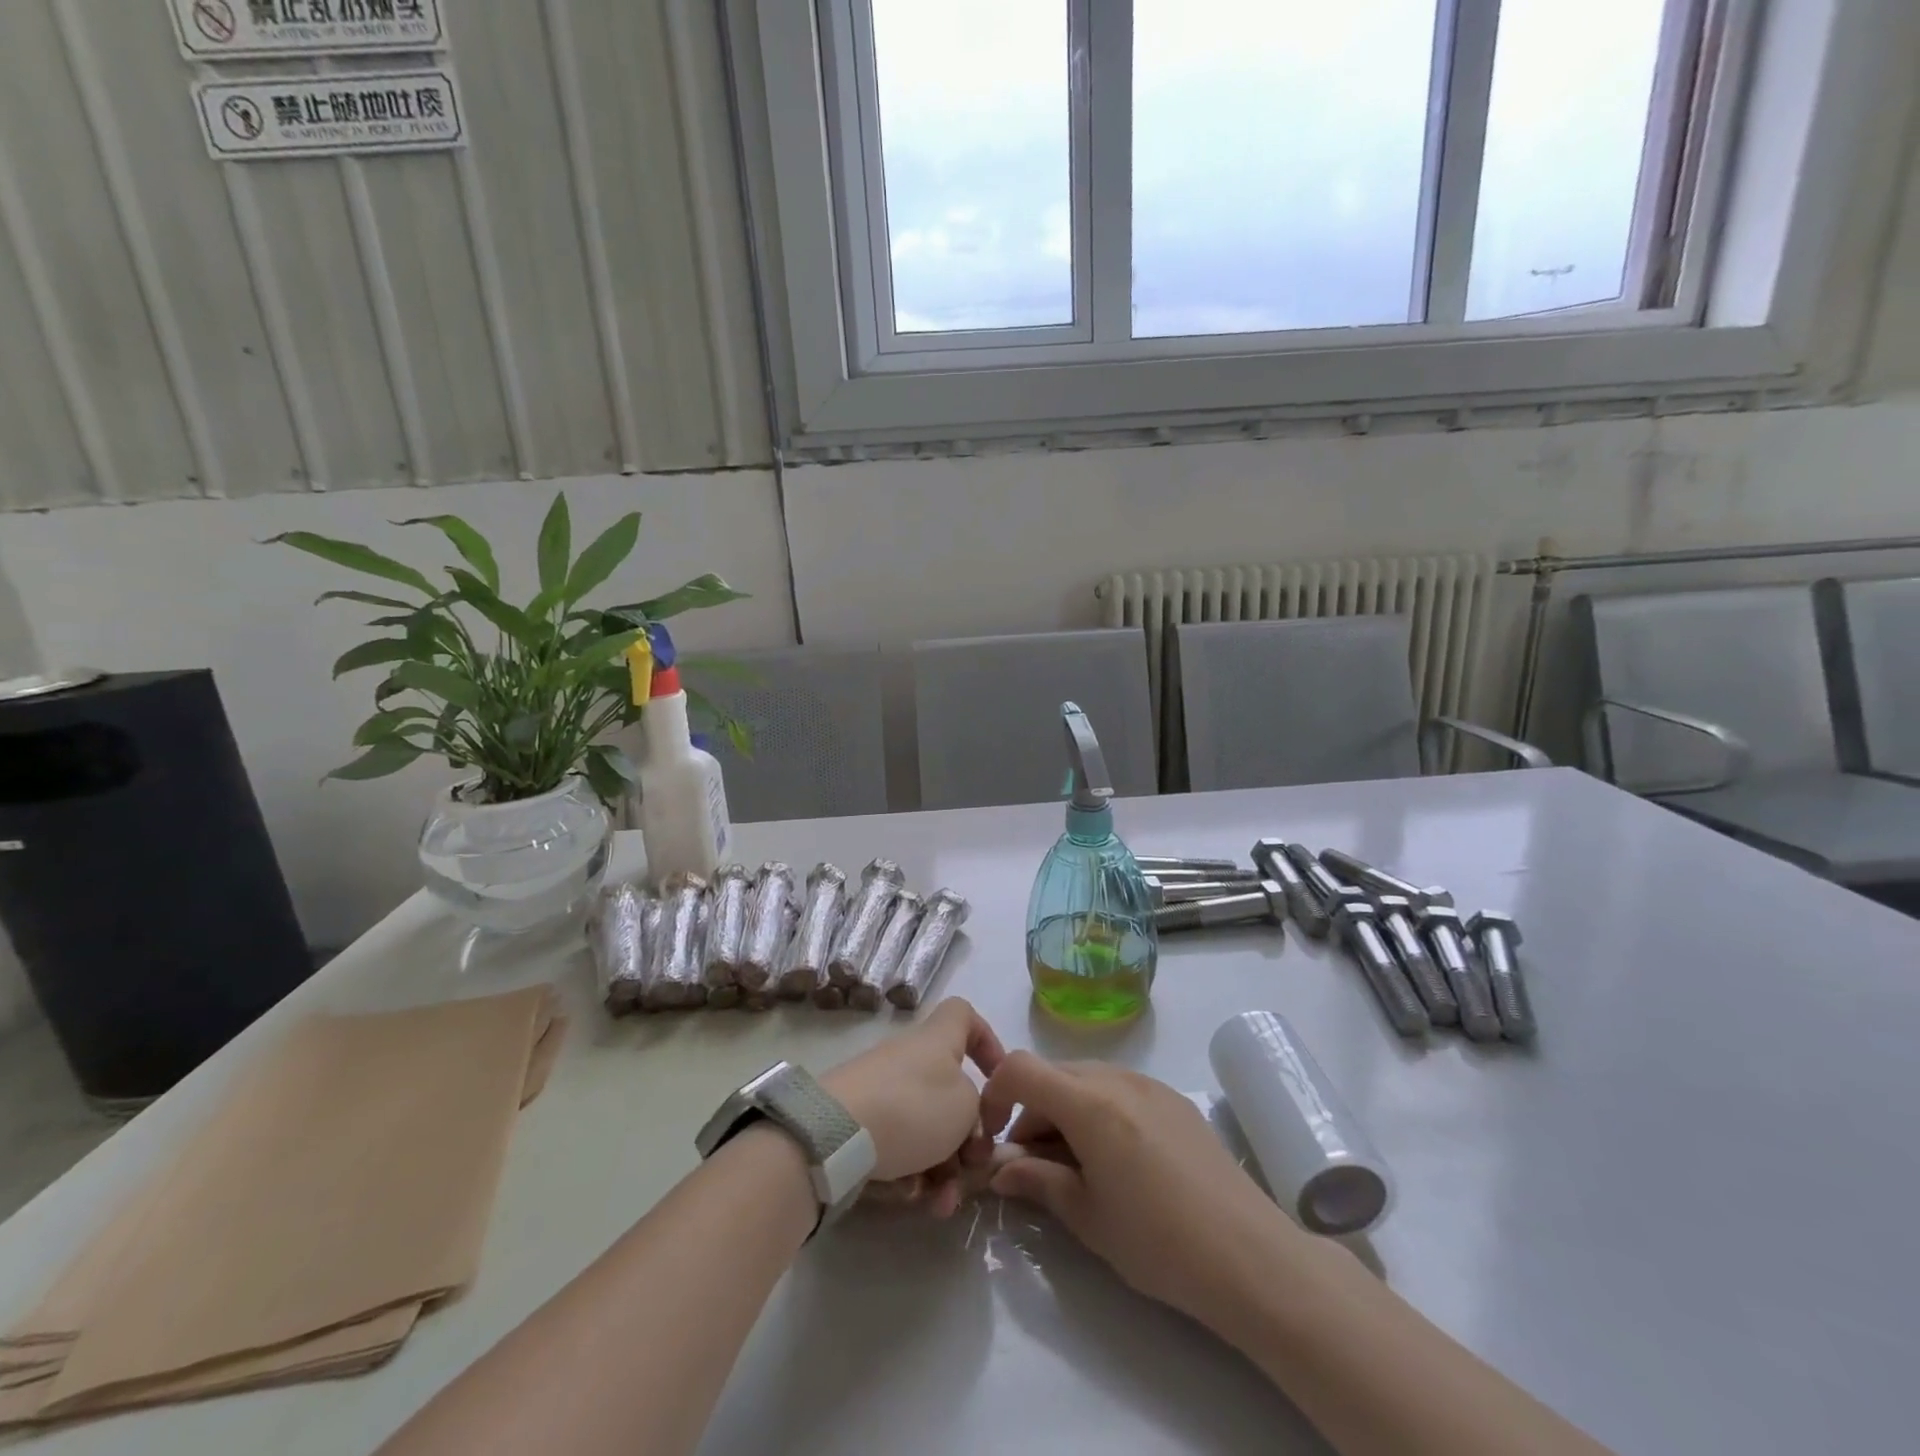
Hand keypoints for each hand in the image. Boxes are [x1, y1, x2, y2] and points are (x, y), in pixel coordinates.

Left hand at [821, 998, 1004, 1216]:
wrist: (836, 1134)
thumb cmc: (913, 1107)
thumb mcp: (967, 1106)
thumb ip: (978, 1109)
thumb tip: (968, 1118)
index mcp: (938, 1040)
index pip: (965, 1016)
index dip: (987, 1041)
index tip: (997, 1080)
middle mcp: (910, 1059)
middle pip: (950, 1091)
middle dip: (967, 1137)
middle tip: (973, 1168)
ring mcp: (883, 1091)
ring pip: (927, 1130)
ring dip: (943, 1169)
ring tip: (942, 1203)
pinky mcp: (861, 1125)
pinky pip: (899, 1147)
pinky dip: (910, 1173)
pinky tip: (911, 1197)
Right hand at [979, 1053, 1305, 1328]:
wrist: (1250, 1256)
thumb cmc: (1158, 1241)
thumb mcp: (1087, 1217)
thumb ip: (1038, 1182)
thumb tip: (1000, 1170)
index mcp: (1088, 1102)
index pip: (1020, 1069)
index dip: (995, 1095)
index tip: (993, 1138)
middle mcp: (1116, 1078)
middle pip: (1052, 1073)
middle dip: (1030, 1110)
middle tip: (1032, 1164)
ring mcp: (1149, 1084)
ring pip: (1085, 1078)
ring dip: (1063, 1108)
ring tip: (1074, 1164)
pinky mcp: (1173, 1098)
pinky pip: (1118, 1088)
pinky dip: (1097, 1109)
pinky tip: (1115, 1158)